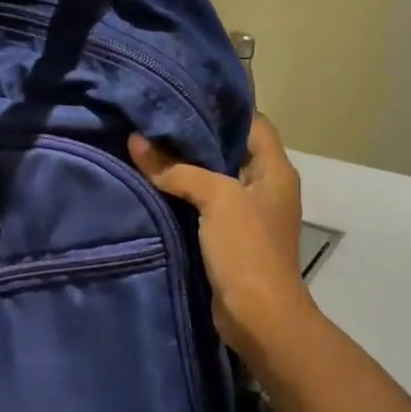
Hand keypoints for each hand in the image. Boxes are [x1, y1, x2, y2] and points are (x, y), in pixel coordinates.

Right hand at [129, 116, 314, 368]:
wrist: (258, 316)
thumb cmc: (247, 248)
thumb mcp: (215, 198)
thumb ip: (176, 169)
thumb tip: (136, 141)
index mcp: (274, 170)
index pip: (252, 122)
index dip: (222, 106)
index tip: (183, 95)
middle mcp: (264, 187)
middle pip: (228, 149)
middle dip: (194, 135)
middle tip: (154, 119)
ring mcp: (247, 214)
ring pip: (212, 178)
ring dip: (185, 166)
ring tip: (147, 146)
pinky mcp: (228, 237)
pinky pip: (203, 205)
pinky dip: (182, 194)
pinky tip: (153, 185)